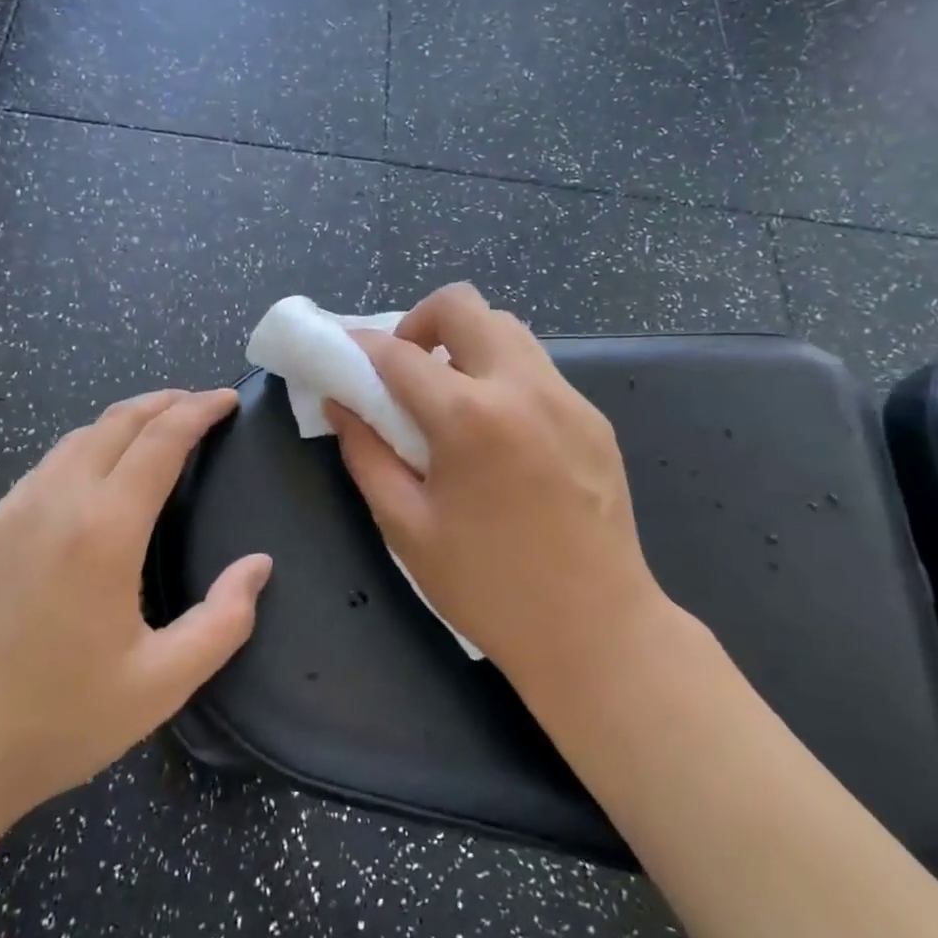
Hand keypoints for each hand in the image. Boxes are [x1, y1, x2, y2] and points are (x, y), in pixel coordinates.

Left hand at [0, 388, 269, 851]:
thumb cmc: (58, 720)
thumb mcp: (161, 683)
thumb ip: (224, 620)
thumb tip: (258, 565)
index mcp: (103, 530)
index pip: (160, 440)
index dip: (199, 410)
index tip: (228, 399)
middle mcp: (56, 501)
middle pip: (117, 422)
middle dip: (165, 402)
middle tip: (202, 403)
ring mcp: (12, 511)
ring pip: (78, 437)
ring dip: (125, 421)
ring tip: (159, 429)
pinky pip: (47, 464)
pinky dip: (88, 446)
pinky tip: (98, 473)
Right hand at [325, 283, 679, 699]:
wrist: (597, 631)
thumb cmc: (488, 587)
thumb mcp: (406, 527)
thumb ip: (366, 454)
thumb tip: (340, 405)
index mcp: (470, 418)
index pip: (397, 354)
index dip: (358, 348)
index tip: (340, 356)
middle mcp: (524, 388)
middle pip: (464, 306)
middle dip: (420, 323)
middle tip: (403, 370)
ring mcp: (568, 399)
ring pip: (508, 329)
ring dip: (465, 344)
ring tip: (447, 398)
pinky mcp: (594, 419)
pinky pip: (537, 369)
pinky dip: (501, 375)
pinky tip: (494, 432)